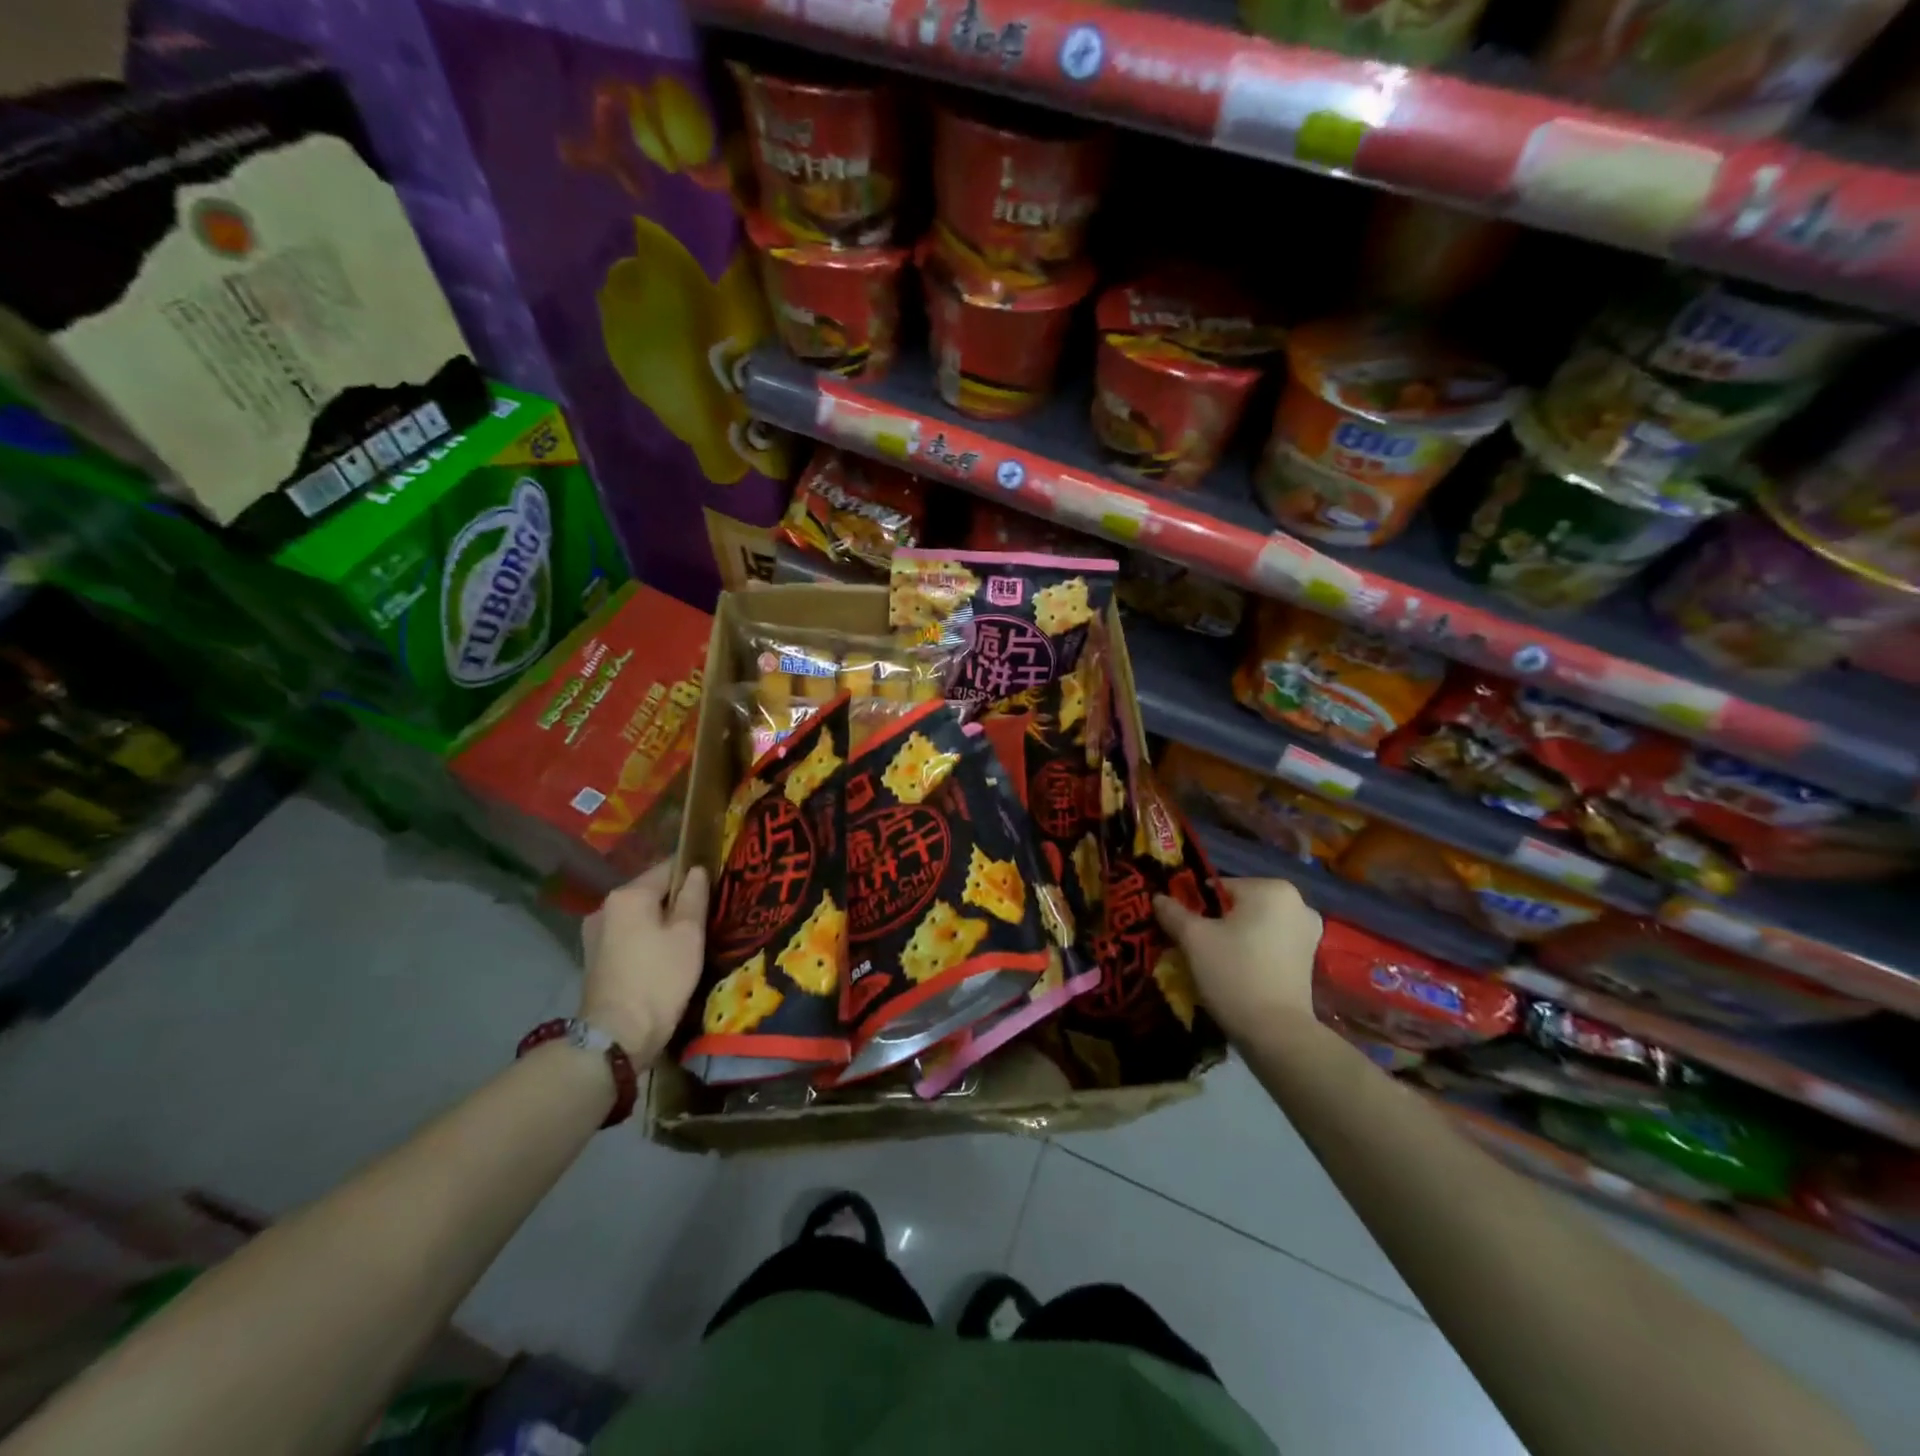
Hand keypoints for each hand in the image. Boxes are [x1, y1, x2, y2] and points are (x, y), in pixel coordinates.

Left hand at [580, 861, 708, 1061]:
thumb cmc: (659, 978)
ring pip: (639, 916)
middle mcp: (605, 907)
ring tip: (688, 936)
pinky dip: (647, 938)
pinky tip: (665, 955)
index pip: (667, 868)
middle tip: (706, 914)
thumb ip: (694, 897)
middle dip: (677, 899)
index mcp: (628, 895)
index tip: (716, 882)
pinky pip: (628, 935)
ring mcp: (595, 934)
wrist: (617, 1036)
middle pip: (651, 892)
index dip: (693, 871)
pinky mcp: (595, 959)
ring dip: (661, 921)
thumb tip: (696, 870)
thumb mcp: (688, 934)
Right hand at [1155, 876, 1321, 1041]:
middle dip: (1215, 922)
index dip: (1195, 907)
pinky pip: (1270, 943)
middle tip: (1195, 947)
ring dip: (1233, 937)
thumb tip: (1158, 897)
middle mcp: (1297, 903)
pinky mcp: (1310, 959)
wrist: (1276, 1034)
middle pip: (1239, 906)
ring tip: (1213, 962)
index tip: (1182, 930)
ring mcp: (1308, 932)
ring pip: (1254, 925)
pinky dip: (1252, 951)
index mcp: (1272, 888)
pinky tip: (1237, 972)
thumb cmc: (1235, 974)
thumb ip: (1173, 912)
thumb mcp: (1193, 939)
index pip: (1218, 887)